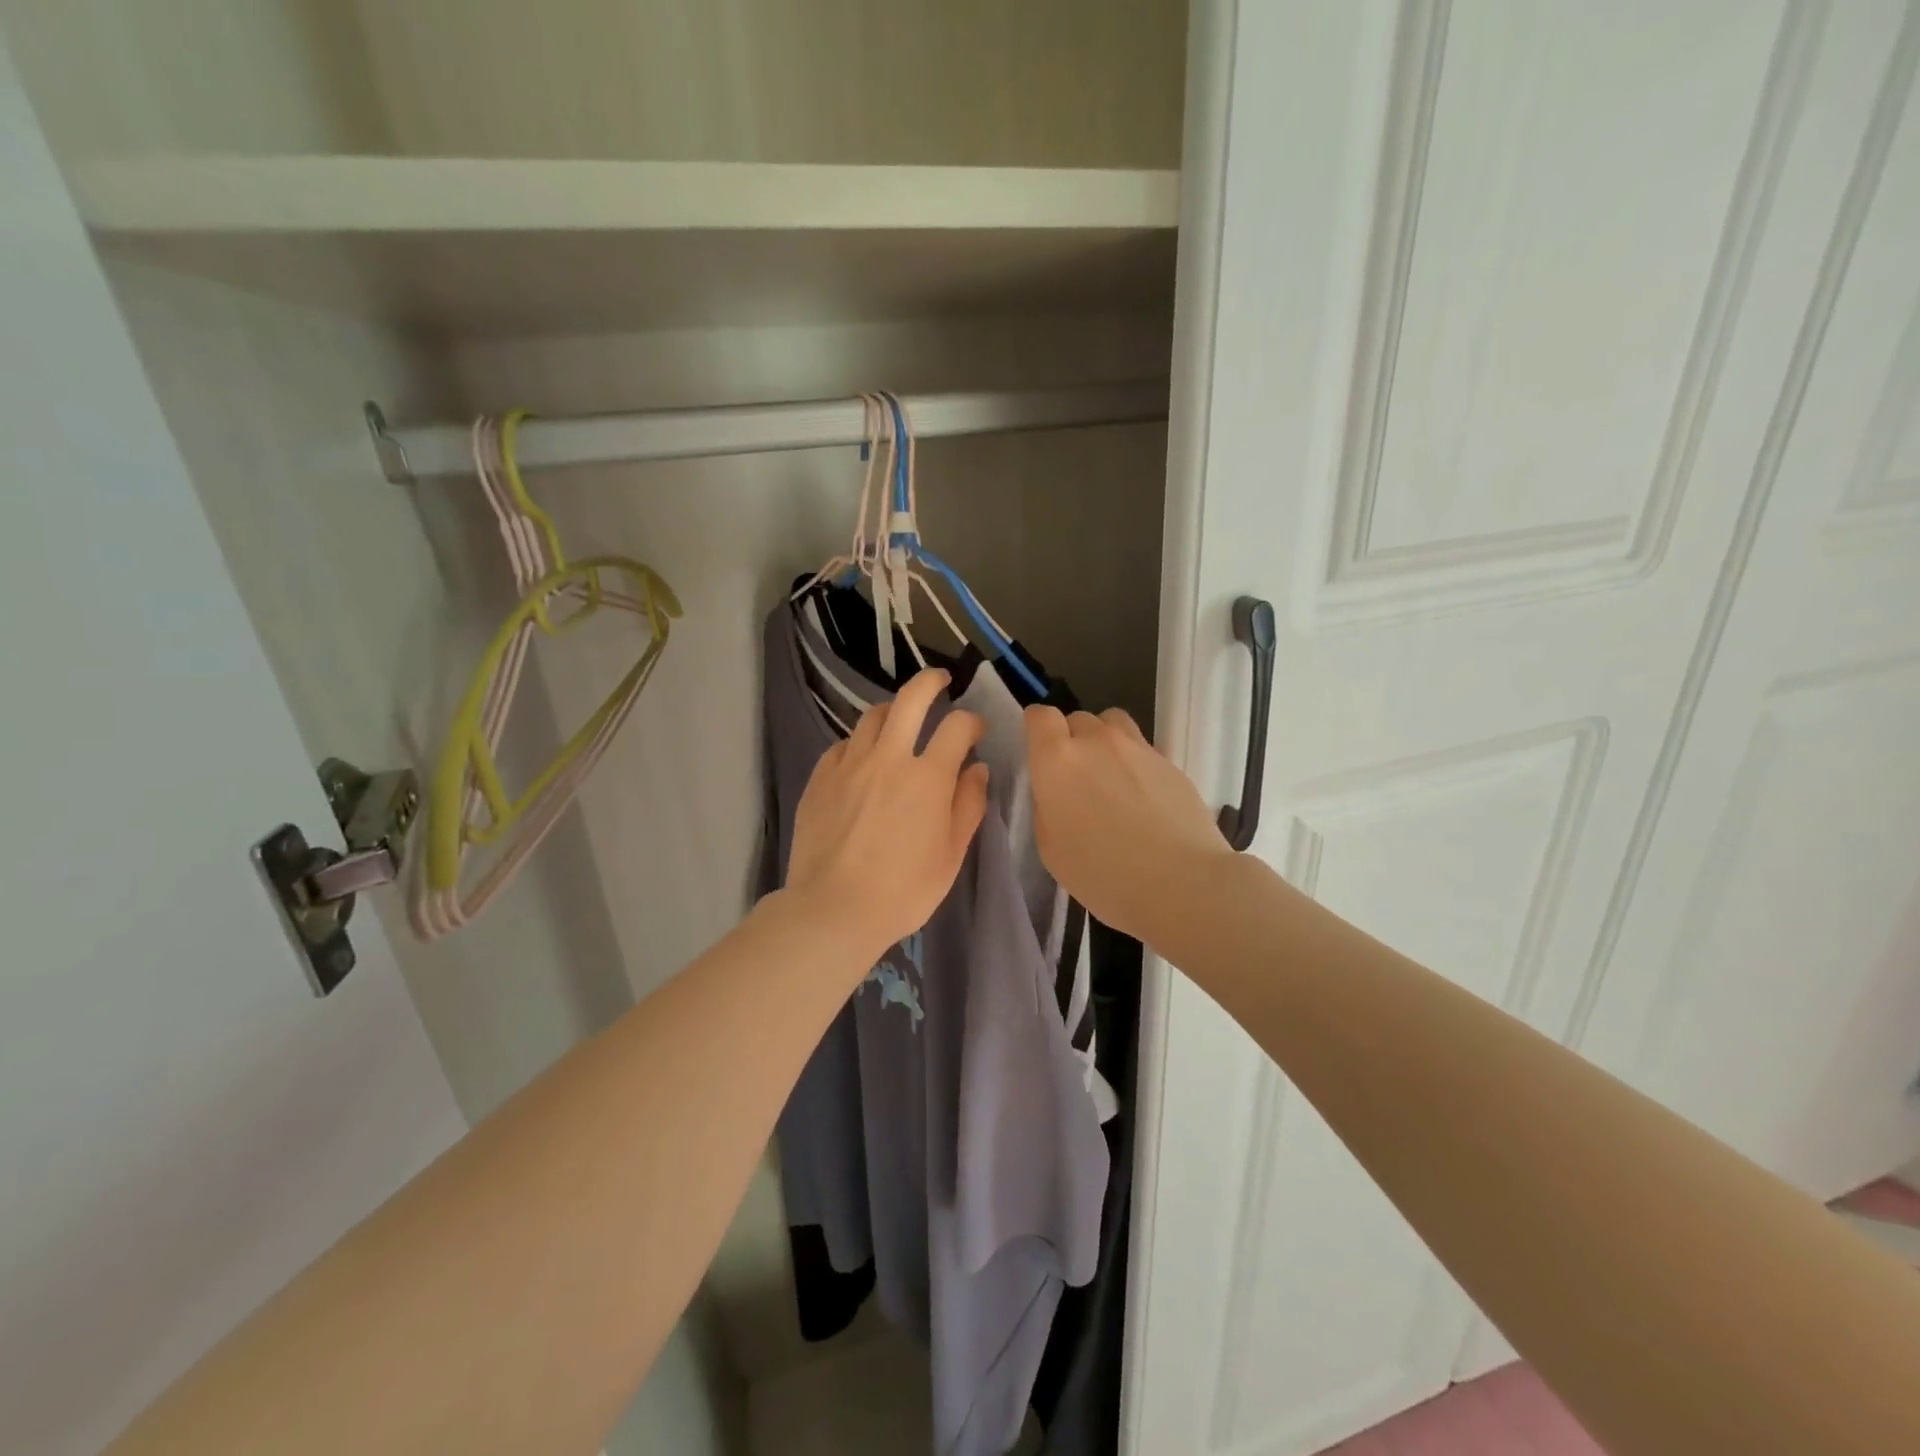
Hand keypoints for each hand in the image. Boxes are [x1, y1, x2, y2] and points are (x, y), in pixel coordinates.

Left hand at [787, 669, 989, 957]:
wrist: (832, 909)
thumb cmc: (903, 890)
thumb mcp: (951, 855)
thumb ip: (969, 806)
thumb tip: (977, 769)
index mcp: (927, 777)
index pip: (956, 726)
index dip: (972, 721)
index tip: (976, 731)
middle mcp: (888, 758)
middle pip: (910, 699)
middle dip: (930, 682)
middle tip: (940, 681)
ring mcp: (848, 764)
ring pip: (872, 716)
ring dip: (892, 711)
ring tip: (899, 720)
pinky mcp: (820, 777)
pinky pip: (843, 744)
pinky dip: (860, 743)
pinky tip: (864, 758)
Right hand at [1024, 705, 1233, 944]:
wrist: (1180, 883)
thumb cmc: (1103, 874)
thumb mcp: (1051, 849)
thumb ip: (1048, 807)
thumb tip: (1057, 793)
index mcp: (1057, 760)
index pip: (1040, 716)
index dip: (1038, 729)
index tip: (1040, 751)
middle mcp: (1096, 741)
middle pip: (1077, 719)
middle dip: (1072, 740)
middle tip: (1077, 778)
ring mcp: (1138, 748)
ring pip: (1113, 724)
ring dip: (1105, 742)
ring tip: (1111, 777)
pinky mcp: (1170, 762)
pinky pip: (1143, 749)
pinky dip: (1135, 764)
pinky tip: (1144, 800)